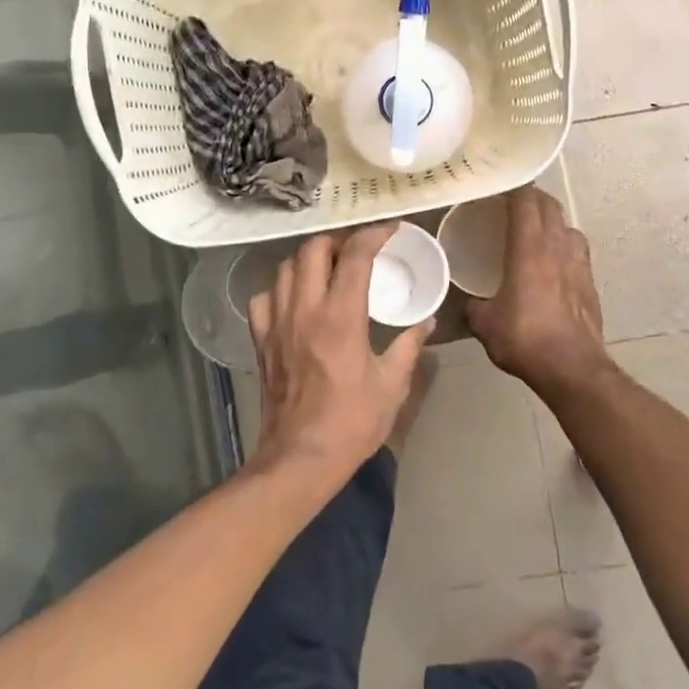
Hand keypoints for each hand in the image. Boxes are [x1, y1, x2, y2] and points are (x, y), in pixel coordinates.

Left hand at [247, 225, 430, 480]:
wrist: (300, 458)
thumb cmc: (351, 423)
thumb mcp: (391, 386)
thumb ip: (409, 346)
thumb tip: (427, 322)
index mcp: (341, 317)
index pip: (355, 257)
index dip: (373, 235)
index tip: (389, 230)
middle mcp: (304, 310)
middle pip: (312, 250)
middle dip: (337, 240)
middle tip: (357, 249)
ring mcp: (277, 323)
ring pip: (285, 268)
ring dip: (309, 259)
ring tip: (329, 268)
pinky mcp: (260, 341)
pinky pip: (263, 298)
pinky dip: (280, 288)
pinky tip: (295, 299)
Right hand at [467, 187, 609, 390]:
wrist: (573, 368)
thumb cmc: (525, 338)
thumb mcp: (485, 324)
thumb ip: (474, 306)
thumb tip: (468, 302)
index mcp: (529, 249)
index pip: (525, 201)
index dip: (512, 188)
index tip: (496, 186)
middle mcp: (557, 247)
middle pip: (549, 206)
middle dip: (531, 198)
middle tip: (511, 204)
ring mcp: (579, 263)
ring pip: (567, 226)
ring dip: (552, 221)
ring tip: (535, 231)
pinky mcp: (591, 282)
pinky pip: (577, 250)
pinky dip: (564, 246)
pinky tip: (553, 263)